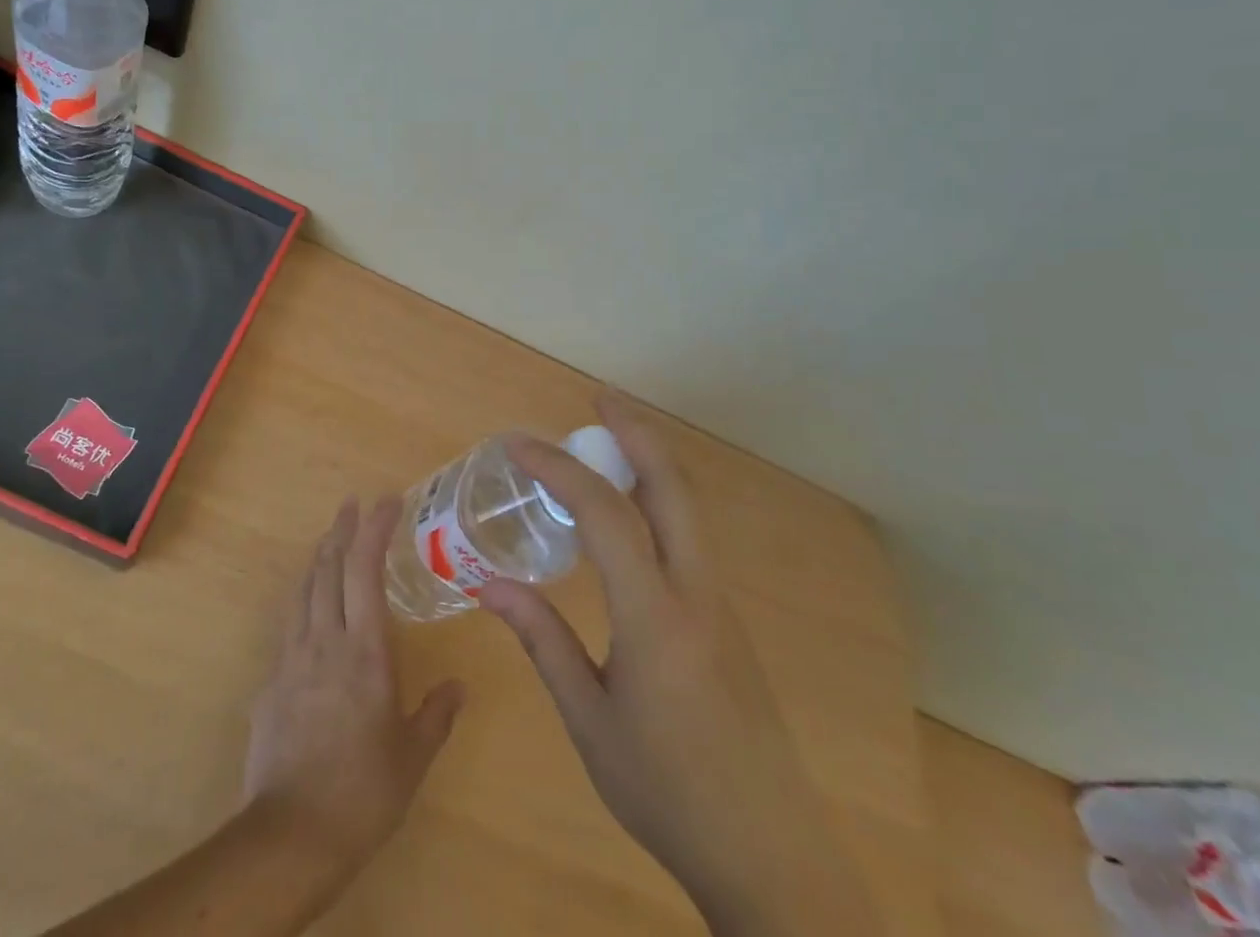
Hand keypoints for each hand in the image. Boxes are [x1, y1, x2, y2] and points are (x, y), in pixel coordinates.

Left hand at [244, 497, 465, 880]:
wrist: (291, 835)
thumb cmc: (364, 791)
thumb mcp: (413, 756)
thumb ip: (436, 714)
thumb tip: (459, 686)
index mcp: (365, 649)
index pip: (365, 569)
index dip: (375, 528)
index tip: (387, 500)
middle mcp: (325, 640)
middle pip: (328, 567)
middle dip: (342, 529)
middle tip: (353, 503)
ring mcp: (292, 658)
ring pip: (303, 590)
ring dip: (319, 557)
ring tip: (330, 540)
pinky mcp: (271, 683)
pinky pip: (289, 626)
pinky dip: (303, 601)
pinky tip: (310, 611)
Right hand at [481, 397, 877, 934]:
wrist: (772, 859)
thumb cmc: (667, 793)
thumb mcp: (589, 720)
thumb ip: (542, 640)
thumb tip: (488, 584)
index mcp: (655, 616)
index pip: (604, 514)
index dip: (559, 469)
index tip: (518, 445)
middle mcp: (697, 593)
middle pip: (672, 486)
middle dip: (635, 431)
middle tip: (597, 400)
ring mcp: (721, 604)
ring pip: (687, 509)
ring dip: (649, 463)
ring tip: (604, 444)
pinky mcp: (729, 622)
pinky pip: (689, 539)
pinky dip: (656, 503)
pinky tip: (628, 519)